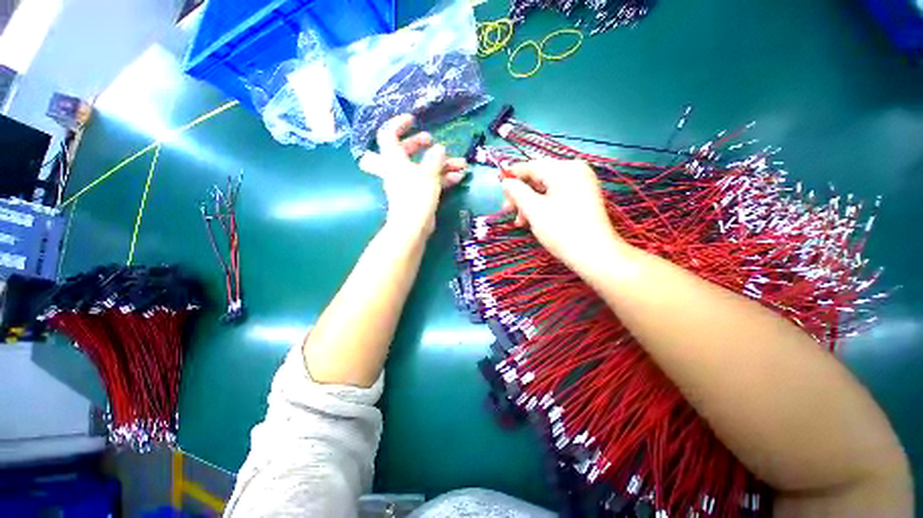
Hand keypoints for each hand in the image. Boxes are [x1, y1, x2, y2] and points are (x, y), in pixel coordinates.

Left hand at [359, 114, 466, 235]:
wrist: (413, 226)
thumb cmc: (417, 196)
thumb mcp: (428, 173)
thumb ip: (435, 159)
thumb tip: (439, 149)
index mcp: (394, 159)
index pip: (388, 134)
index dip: (398, 124)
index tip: (413, 120)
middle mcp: (398, 169)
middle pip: (404, 150)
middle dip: (419, 144)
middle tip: (431, 140)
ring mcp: (408, 183)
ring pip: (423, 167)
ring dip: (441, 164)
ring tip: (461, 163)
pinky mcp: (418, 194)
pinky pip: (430, 181)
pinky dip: (443, 178)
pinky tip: (459, 177)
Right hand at [501, 159, 626, 269]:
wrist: (594, 255)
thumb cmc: (561, 230)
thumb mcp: (533, 209)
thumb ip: (516, 192)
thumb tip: (506, 181)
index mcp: (565, 169)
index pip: (531, 166)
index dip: (512, 175)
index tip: (498, 185)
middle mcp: (575, 171)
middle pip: (538, 178)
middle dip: (521, 194)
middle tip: (507, 210)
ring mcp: (581, 185)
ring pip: (545, 189)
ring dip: (529, 203)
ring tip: (520, 222)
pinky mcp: (582, 198)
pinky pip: (555, 196)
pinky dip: (542, 206)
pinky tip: (533, 220)